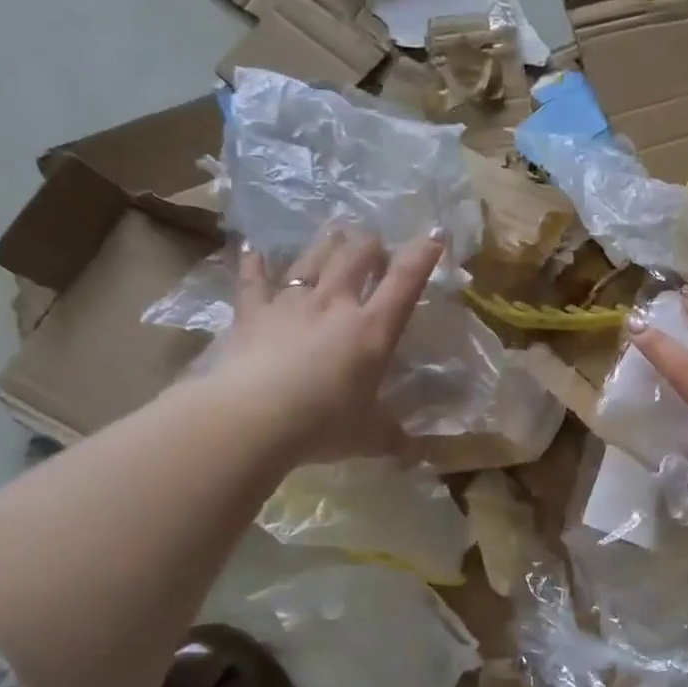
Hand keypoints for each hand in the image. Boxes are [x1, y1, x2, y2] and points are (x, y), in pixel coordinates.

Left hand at [204, 228, 442, 464]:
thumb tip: (419, 455)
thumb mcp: (369, 436)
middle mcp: (336, 304)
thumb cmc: (322, 424)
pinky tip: (252, 247)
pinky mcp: (252, 312)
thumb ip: (395, 439)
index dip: (423, 255)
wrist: (252, 418)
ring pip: (313, 258)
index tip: (435, 233)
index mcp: (373, 329)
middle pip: (358, 256)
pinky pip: (253, 280)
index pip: (406, 281)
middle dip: (372, 245)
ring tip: (336, 231)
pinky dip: (253, 262)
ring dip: (328, 243)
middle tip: (376, 244)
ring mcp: (292, 303)